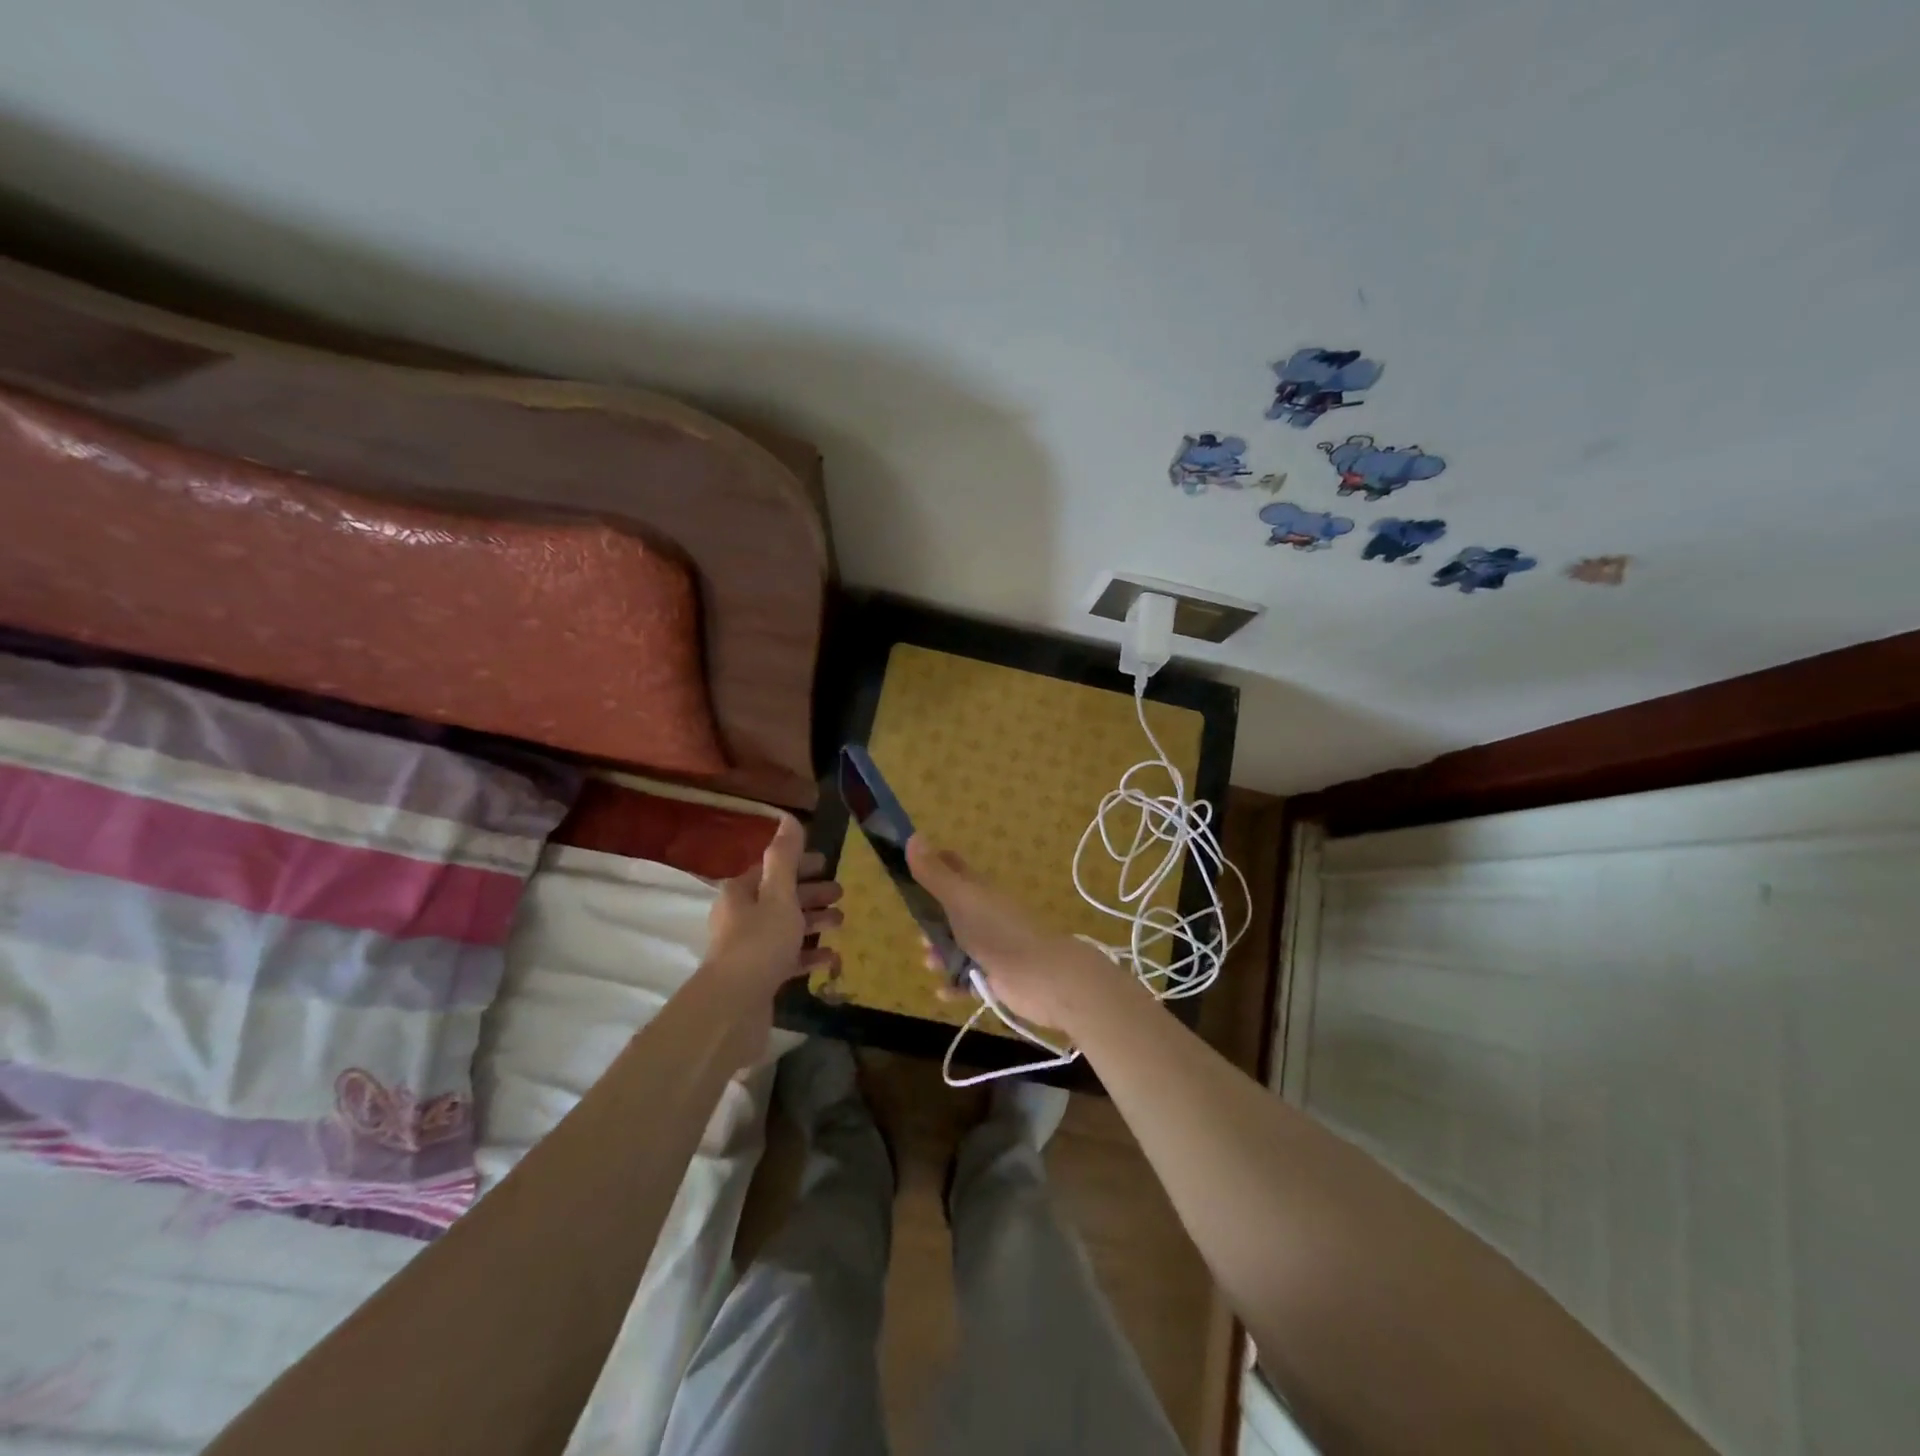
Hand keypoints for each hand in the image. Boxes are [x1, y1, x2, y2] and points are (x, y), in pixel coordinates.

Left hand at [705, 815, 842, 995]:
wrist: (733, 1006)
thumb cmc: (759, 941)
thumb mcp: (778, 894)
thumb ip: (786, 857)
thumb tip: (788, 818)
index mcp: (740, 893)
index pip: (772, 869)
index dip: (799, 864)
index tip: (826, 863)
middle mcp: (740, 917)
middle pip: (781, 898)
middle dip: (812, 893)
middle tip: (841, 892)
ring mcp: (749, 949)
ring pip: (786, 928)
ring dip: (814, 922)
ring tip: (842, 922)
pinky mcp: (759, 977)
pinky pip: (788, 959)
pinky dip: (809, 954)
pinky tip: (831, 957)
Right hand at [906, 834, 1119, 1033]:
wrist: (1042, 976)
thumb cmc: (997, 932)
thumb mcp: (960, 899)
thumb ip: (934, 874)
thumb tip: (912, 836)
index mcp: (979, 891)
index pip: (954, 868)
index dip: (934, 864)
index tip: (910, 870)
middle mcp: (985, 914)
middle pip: (952, 911)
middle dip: (931, 920)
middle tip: (918, 932)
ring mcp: (992, 946)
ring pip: (958, 946)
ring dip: (940, 954)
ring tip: (929, 963)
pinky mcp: (996, 976)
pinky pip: (969, 979)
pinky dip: (955, 984)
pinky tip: (942, 991)